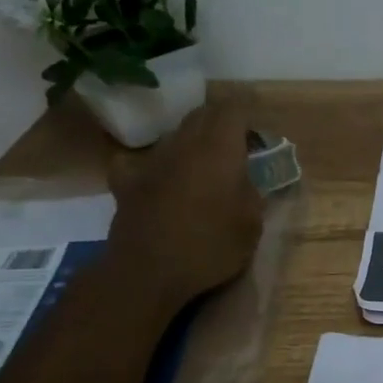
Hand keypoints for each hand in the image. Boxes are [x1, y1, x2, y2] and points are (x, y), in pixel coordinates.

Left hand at [105, 102, 263, 308]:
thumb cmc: (211, 247)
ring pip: (174, 135)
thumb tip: (246, 178)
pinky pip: (139, 159)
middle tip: (236, 149)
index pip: (233, 109)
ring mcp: (151, 160)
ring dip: (191, 143)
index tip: (257, 136)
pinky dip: (152, 164)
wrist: (148, 273)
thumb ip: (252, 192)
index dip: (247, 116)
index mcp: (219, 149)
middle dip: (221, 124)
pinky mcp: (126, 181)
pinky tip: (157, 177)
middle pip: (202, 115)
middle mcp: (184, 144)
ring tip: (202, 167)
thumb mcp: (252, 224)